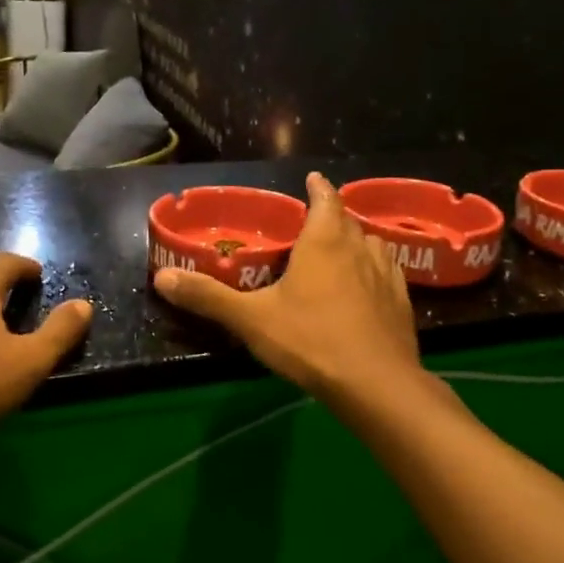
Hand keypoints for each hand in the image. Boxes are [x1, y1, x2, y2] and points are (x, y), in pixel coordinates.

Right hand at [154, 172, 421, 401]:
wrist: (376, 384)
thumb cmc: (311, 340)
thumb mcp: (251, 320)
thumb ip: (208, 297)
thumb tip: (162, 277)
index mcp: (325, 241)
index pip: (325, 198)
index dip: (318, 187)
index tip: (312, 178)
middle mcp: (359, 248)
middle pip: (347, 220)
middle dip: (332, 216)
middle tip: (313, 223)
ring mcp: (386, 275)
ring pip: (372, 244)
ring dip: (356, 241)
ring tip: (341, 251)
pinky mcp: (402, 302)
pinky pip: (388, 273)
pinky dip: (375, 271)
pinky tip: (367, 288)